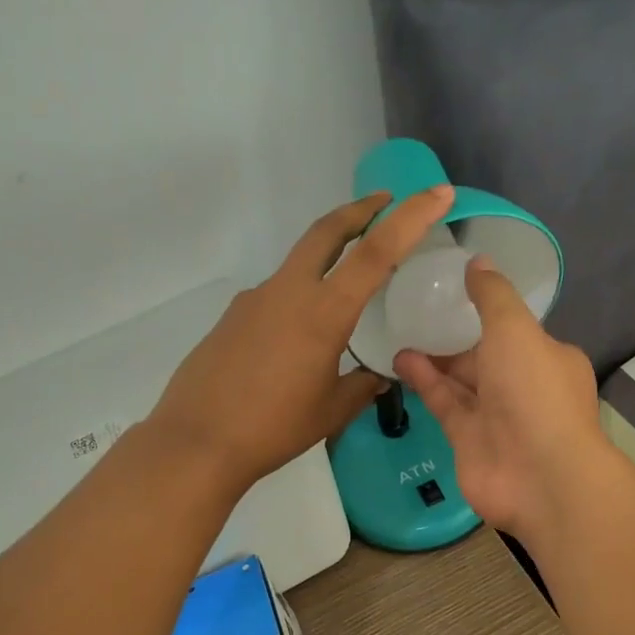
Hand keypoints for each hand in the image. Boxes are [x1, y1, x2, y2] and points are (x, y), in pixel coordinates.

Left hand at [151, 185, 455, 495]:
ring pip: (299, 262)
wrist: (198, 441)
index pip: (376, 251)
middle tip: (383, 203)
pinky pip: (276, 295)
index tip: (436, 193)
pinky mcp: (233, 316)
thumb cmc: (273, 428)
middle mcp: (288, 292)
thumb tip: (376, 377)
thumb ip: (361, 387)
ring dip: (327, 255)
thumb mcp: (331, 411)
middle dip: (359, 210)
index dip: (411, 217)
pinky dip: (299, 297)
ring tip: (347, 289)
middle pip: (327, 230)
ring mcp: (255, 300)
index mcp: (323, 312)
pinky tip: (298, 339)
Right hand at [395, 256, 610, 541]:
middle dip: (453, 336)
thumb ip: (492, 296)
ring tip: (399, 332)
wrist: (539, 476)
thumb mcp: (515, 329)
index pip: (514, 330)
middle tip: (415, 311)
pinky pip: (444, 404)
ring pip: (460, 381)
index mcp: (546, 357)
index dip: (485, 311)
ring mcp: (495, 416)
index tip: (451, 291)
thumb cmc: (534, 393)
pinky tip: (400, 361)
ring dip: (433, 358)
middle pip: (483, 355)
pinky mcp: (468, 440)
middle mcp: (523, 385)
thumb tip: (477, 260)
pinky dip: (425, 382)